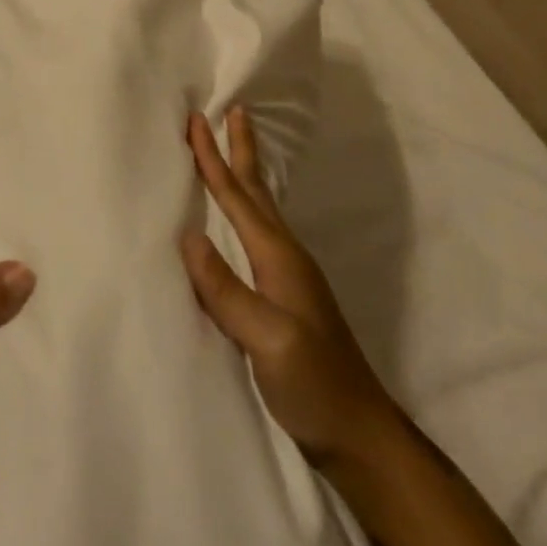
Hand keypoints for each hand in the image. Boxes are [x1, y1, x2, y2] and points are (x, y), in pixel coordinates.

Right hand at [179, 108, 394, 465]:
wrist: (358, 434)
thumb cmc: (314, 385)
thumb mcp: (269, 340)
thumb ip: (228, 290)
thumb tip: (188, 236)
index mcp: (278, 257)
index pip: (238, 197)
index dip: (215, 158)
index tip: (198, 119)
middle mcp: (284, 256)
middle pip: (256, 190)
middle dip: (239, 151)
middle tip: (232, 111)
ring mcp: (287, 277)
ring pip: (260, 210)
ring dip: (244, 176)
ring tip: (232, 151)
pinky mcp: (283, 298)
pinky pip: (256, 236)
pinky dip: (244, 211)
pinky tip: (238, 222)